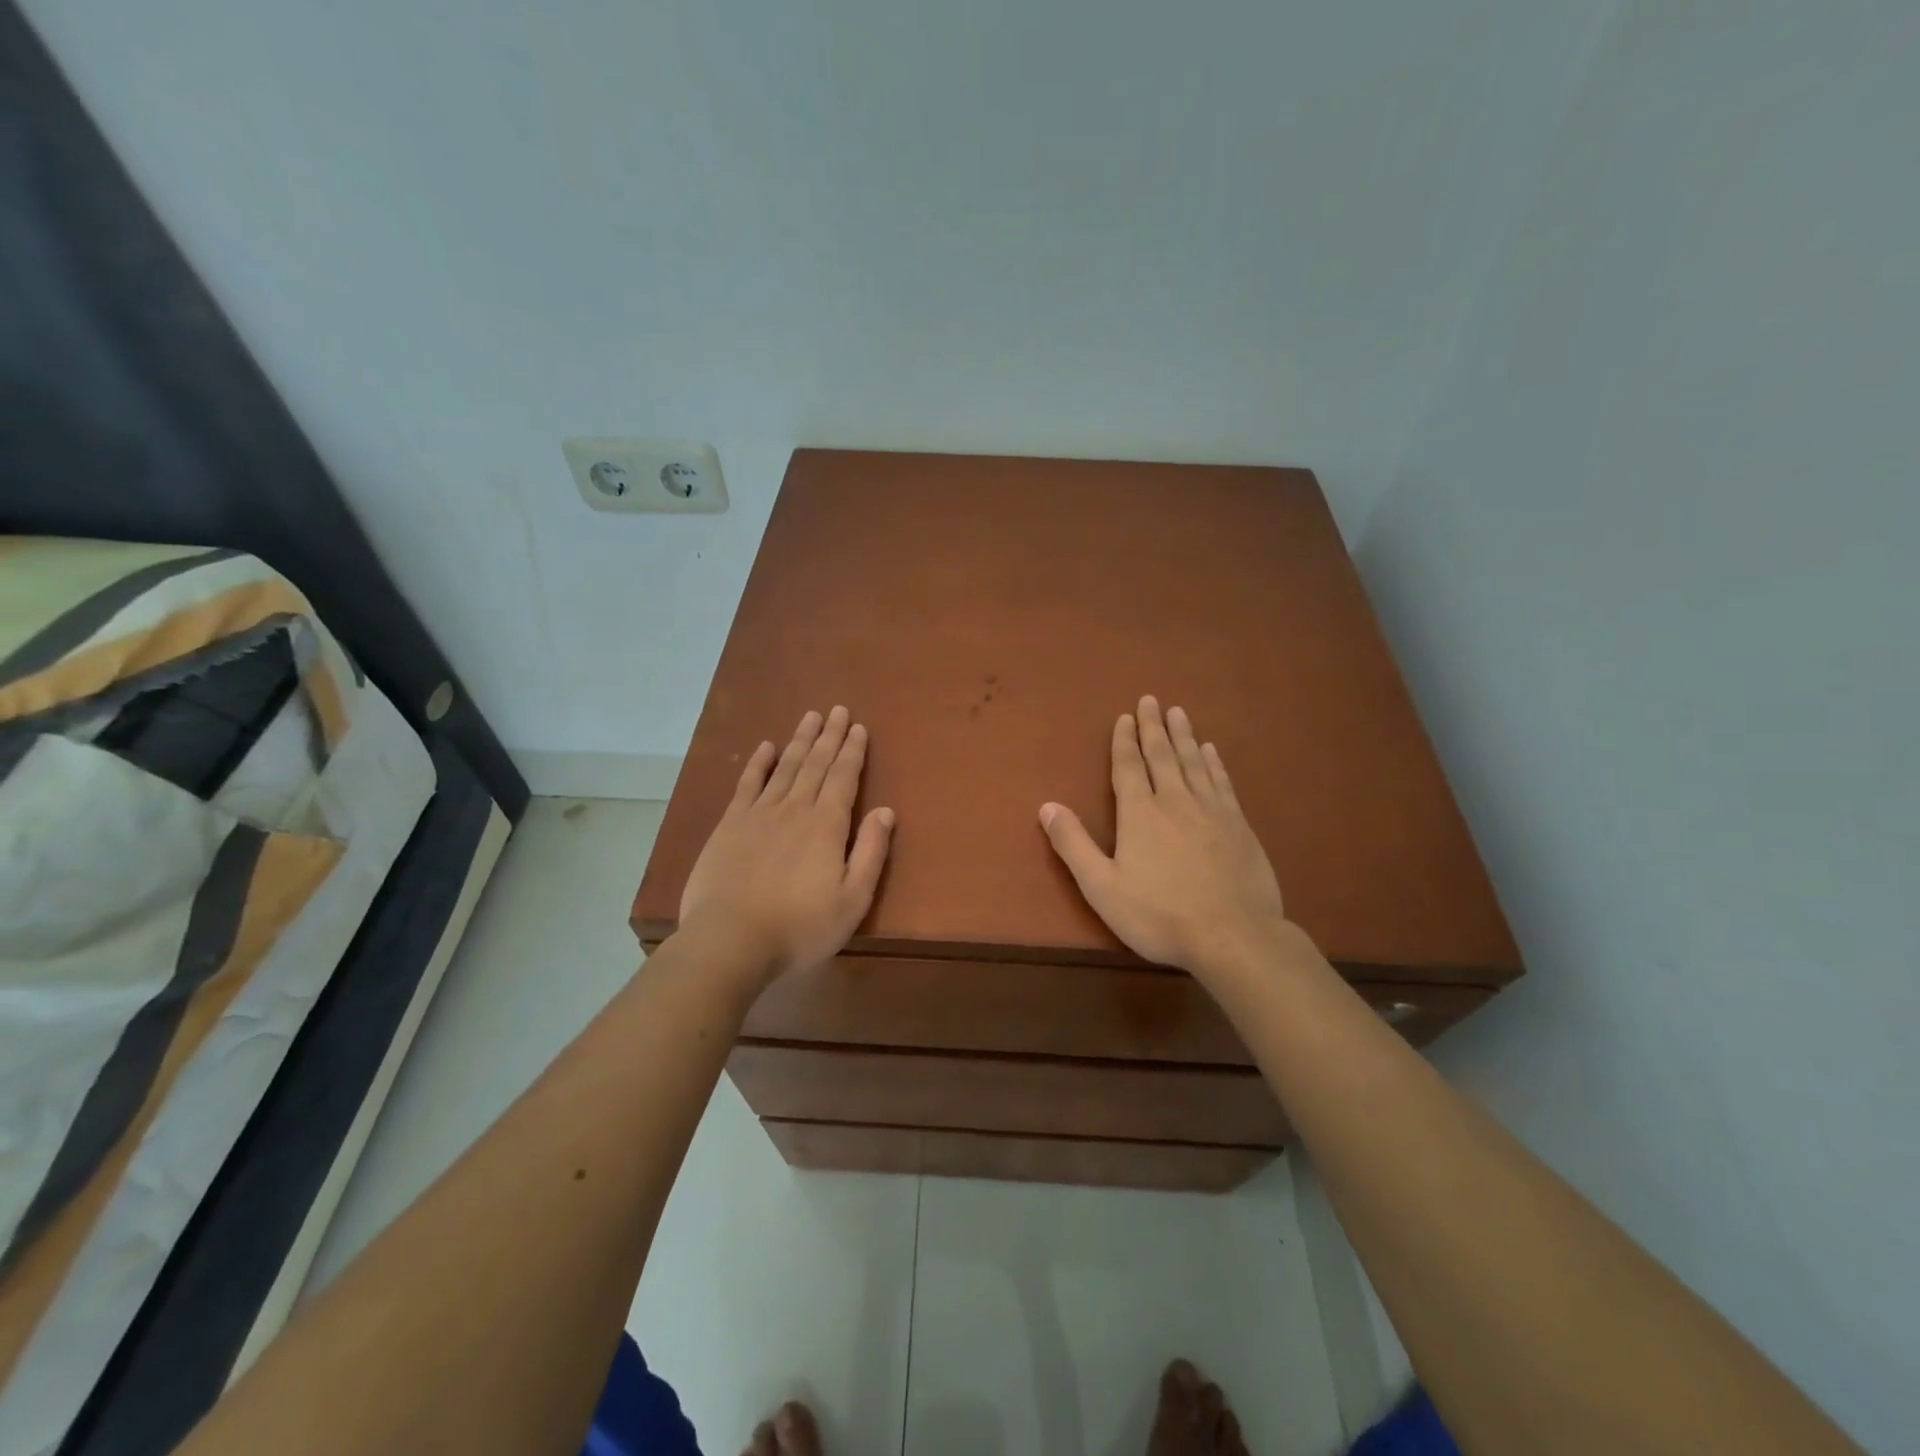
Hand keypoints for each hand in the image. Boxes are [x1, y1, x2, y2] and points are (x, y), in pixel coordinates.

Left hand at [679, 706, 894, 990]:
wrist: (730, 941)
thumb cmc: (800, 927)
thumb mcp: (852, 900)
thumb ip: (871, 852)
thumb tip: (886, 811)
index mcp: (827, 825)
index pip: (844, 778)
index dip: (852, 751)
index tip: (858, 727)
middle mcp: (795, 809)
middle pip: (816, 764)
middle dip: (829, 736)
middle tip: (837, 709)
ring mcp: (759, 814)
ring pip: (785, 767)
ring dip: (800, 740)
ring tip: (810, 717)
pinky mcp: (730, 825)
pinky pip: (748, 784)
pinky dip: (759, 763)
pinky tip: (766, 747)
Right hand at [1040, 696, 1292, 983]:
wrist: (1234, 936)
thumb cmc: (1160, 915)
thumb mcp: (1102, 887)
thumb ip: (1073, 845)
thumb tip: (1046, 806)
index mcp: (1140, 813)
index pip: (1129, 766)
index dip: (1124, 740)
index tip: (1124, 716)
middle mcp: (1175, 800)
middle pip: (1163, 754)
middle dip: (1153, 726)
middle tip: (1151, 700)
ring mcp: (1212, 810)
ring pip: (1194, 762)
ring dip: (1184, 735)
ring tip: (1178, 713)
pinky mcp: (1239, 824)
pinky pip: (1222, 781)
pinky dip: (1214, 762)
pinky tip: (1211, 751)